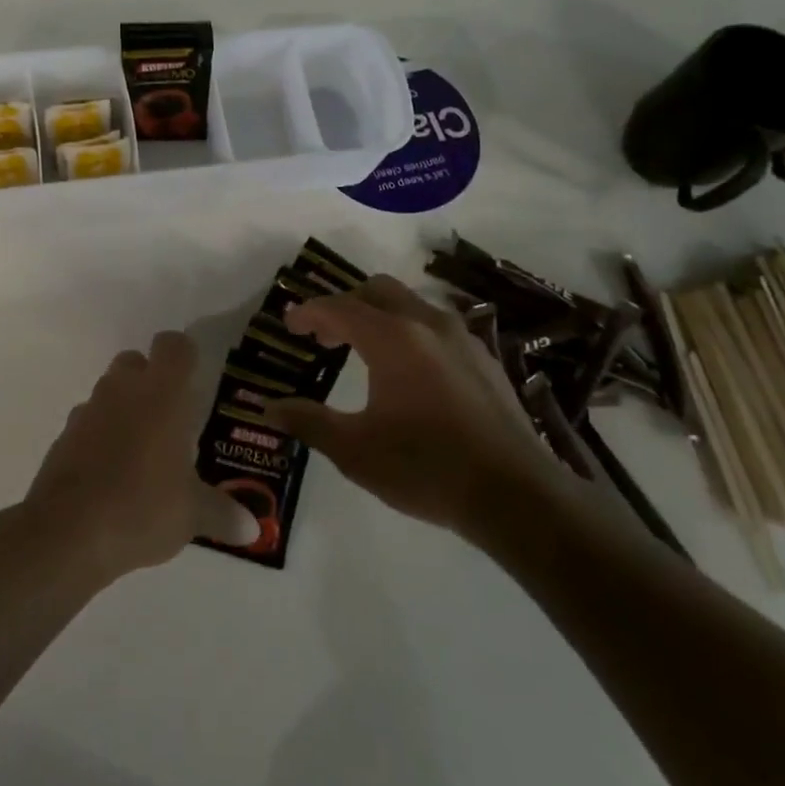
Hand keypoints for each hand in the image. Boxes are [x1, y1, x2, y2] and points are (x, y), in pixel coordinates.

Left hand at [22, 331, 258, 584]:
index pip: (174, 346)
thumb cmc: (142, 507)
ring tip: (142, 448)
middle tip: (170, 415)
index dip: (185, 355)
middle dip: (150, 378)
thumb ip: (222, 513)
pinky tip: (111, 472)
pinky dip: (98, 436)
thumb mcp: (191, 514)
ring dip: (123, 406)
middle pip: (134, 360)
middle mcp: (122, 391)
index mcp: (161, 394)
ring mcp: (87, 412)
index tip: (195, 377)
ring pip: (108, 390)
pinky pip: (86, 423)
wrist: (67, 533)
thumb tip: (251, 529)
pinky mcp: (63, 438)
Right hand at [263, 276, 552, 539]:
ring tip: (365, 351)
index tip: (289, 326)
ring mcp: (463, 338)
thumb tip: (269, 407)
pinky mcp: (485, 359)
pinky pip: (438, 326)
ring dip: (380, 315)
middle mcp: (427, 324)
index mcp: (392, 338)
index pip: (339, 308)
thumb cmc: (425, 467)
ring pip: (412, 303)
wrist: (515, 495)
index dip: (308, 312)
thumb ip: (308, 422)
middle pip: (377, 290)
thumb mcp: (354, 451)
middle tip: (325, 337)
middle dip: (345, 305)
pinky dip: (411, 331)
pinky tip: (411, 372)